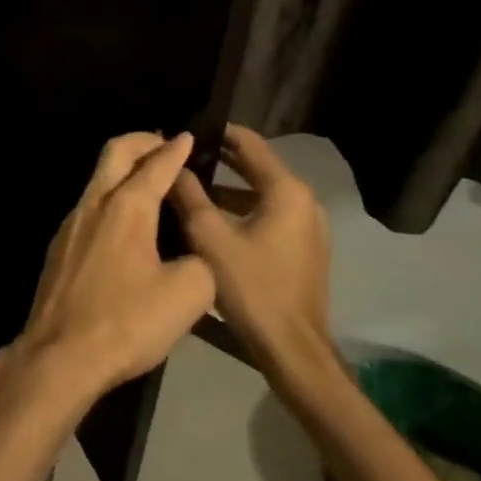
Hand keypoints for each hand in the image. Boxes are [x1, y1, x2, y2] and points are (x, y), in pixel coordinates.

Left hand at [16, 132, 216, 397]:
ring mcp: (71, 224)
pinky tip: (125, 223)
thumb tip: (196, 256)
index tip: (188, 136)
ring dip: (124, 169)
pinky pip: (90, 205)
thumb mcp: (186, 296)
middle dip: (142, 141)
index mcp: (126, 208)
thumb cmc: (126, 322)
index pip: (155, 165)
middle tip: (164, 145)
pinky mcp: (60, 246)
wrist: (59, 355)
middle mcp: (94, 204)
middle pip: (115, 153)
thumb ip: (201, 263)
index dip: (175, 149)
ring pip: (98, 178)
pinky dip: (111, 197)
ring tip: (150, 181)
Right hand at [168, 124, 332, 374]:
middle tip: (180, 157)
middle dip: (218, 160)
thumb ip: (188, 194)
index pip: (248, 142)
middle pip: (256, 166)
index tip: (185, 131)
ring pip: (260, 193)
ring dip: (227, 188)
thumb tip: (173, 164)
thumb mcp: (209, 236)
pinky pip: (268, 215)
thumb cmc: (251, 286)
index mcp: (286, 190)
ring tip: (187, 186)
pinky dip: (241, 210)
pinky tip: (210, 219)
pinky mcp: (303, 248)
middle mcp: (304, 201)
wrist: (292, 350)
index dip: (215, 132)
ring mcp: (307, 226)